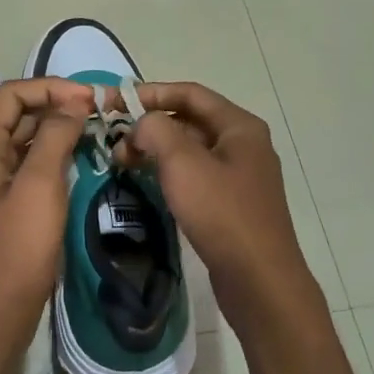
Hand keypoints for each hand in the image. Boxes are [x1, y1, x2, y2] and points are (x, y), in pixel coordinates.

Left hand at [0, 77, 92, 344]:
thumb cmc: (18, 247)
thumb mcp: (40, 185)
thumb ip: (54, 137)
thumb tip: (73, 103)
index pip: (11, 95)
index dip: (49, 88)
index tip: (89, 99)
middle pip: (18, 115)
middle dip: (56, 106)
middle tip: (99, 113)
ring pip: (26, 141)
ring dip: (57, 131)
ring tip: (95, 132)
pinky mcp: (7, 205)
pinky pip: (31, 167)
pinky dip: (54, 156)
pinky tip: (80, 161)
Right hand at [120, 82, 323, 335]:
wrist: (259, 280)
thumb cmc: (221, 213)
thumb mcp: (182, 163)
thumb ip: (156, 130)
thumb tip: (142, 125)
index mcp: (239, 126)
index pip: (189, 93)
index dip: (149, 93)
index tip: (113, 102)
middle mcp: (243, 144)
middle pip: (190, 120)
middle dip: (150, 126)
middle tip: (114, 143)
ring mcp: (240, 175)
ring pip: (190, 150)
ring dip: (156, 150)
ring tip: (123, 164)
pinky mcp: (232, 203)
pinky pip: (195, 175)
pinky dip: (169, 173)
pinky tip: (147, 184)